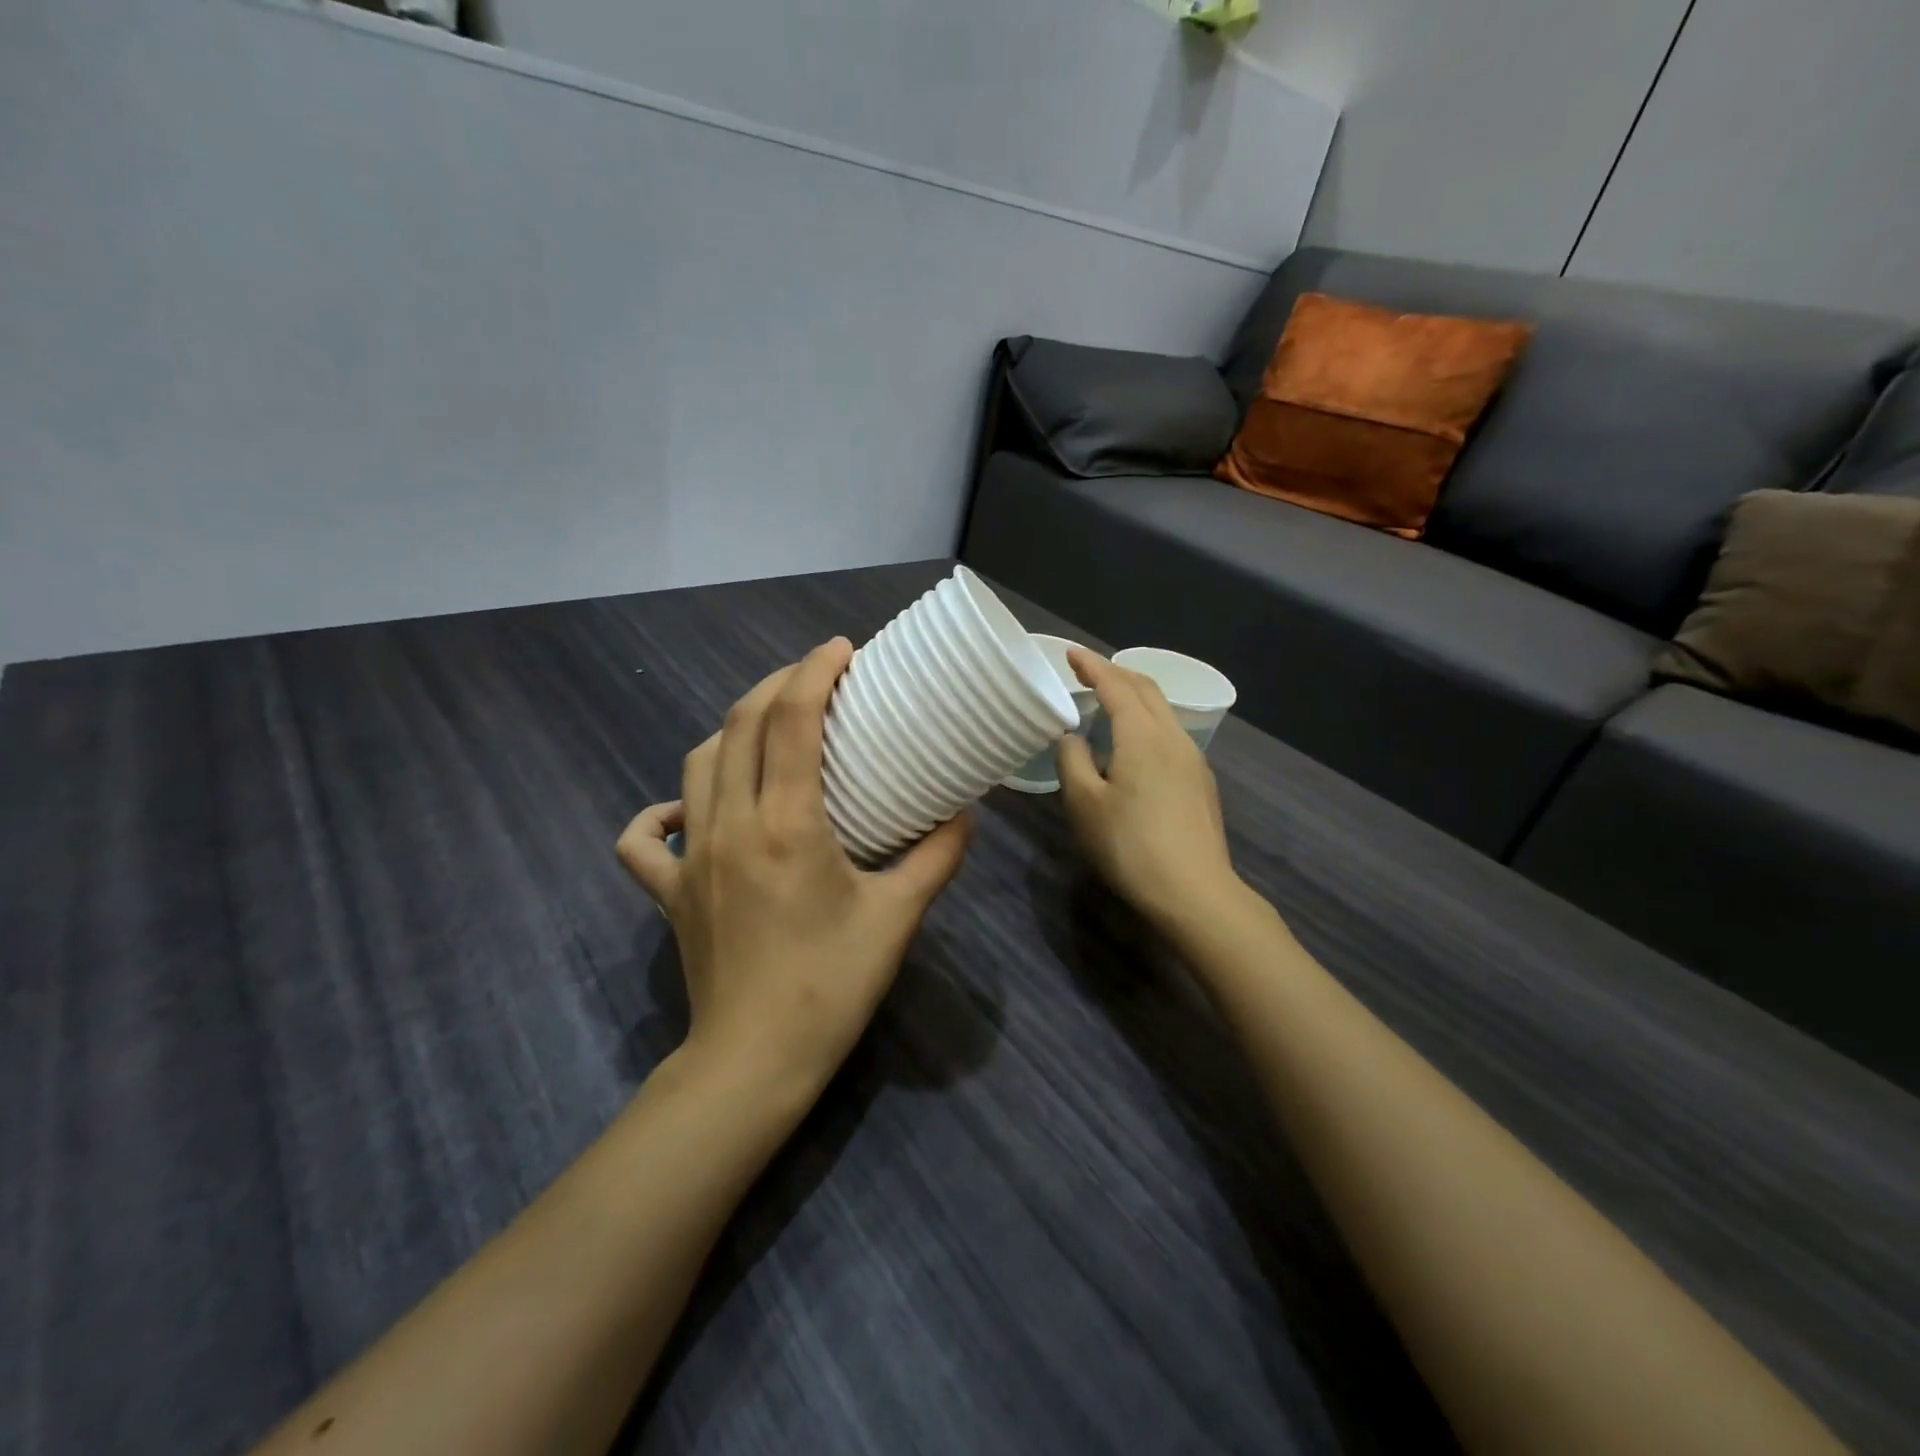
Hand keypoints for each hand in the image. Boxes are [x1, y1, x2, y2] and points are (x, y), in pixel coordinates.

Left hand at [616, 638, 971, 1094]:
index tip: (840, 650)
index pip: (791, 721)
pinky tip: (690, 809)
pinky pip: (645, 839)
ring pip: (697, 764)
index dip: (814, 672)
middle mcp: (729, 825)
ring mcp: (690, 857)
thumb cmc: (831, 987)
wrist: (754, 1062)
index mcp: (786, 825)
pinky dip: (663, 811)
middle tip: (815, 679)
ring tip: (770, 728)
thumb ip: (937, 858)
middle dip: (777, 686)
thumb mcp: (897, 918)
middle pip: (739, 725)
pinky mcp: (669, 891)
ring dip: (733, 730)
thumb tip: (965, 814)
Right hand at [1056, 649, 1240, 929]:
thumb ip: (1072, 761)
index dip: (1092, 666)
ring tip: (1109, 703)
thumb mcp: (1084, 804)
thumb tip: (1072, 736)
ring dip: (1134, 697)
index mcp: (1142, 735)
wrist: (1194, 892)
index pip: (1115, 685)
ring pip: (1162, 711)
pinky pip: (1170, 734)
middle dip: (1116, 673)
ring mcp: (1192, 759)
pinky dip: (1147, 721)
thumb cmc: (1130, 845)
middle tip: (1088, 672)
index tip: (1070, 653)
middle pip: (1146, 690)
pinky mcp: (1200, 782)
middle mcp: (1172, 737)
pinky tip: (1134, 744)